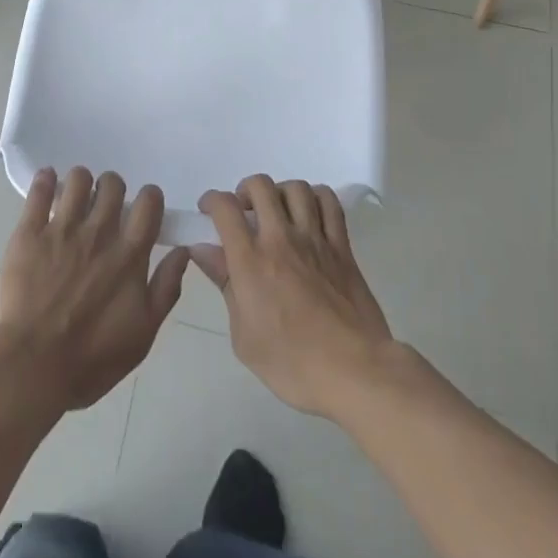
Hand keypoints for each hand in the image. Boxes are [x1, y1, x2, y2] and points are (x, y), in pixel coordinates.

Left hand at [0, 167, 189, 412]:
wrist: (32, 368)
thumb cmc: (91, 359)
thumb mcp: (143, 334)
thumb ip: (166, 288)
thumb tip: (183, 251)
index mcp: (129, 254)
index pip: (149, 202)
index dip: (149, 198)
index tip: (142, 209)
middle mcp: (99, 232)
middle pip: (113, 184)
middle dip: (112, 189)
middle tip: (105, 207)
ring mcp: (62, 229)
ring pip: (78, 179)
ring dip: (81, 183)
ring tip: (75, 199)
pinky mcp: (30, 232)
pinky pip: (39, 190)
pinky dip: (45, 180)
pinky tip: (48, 182)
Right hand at [190, 176, 397, 421]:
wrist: (354, 372)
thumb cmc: (292, 364)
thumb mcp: (244, 337)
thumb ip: (225, 284)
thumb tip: (203, 251)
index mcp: (251, 261)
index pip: (225, 208)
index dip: (211, 201)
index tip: (208, 212)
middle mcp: (281, 239)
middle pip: (260, 186)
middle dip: (245, 191)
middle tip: (244, 212)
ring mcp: (315, 239)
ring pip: (296, 188)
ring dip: (280, 193)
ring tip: (278, 212)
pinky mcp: (342, 246)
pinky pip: (329, 202)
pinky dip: (316, 198)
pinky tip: (310, 214)